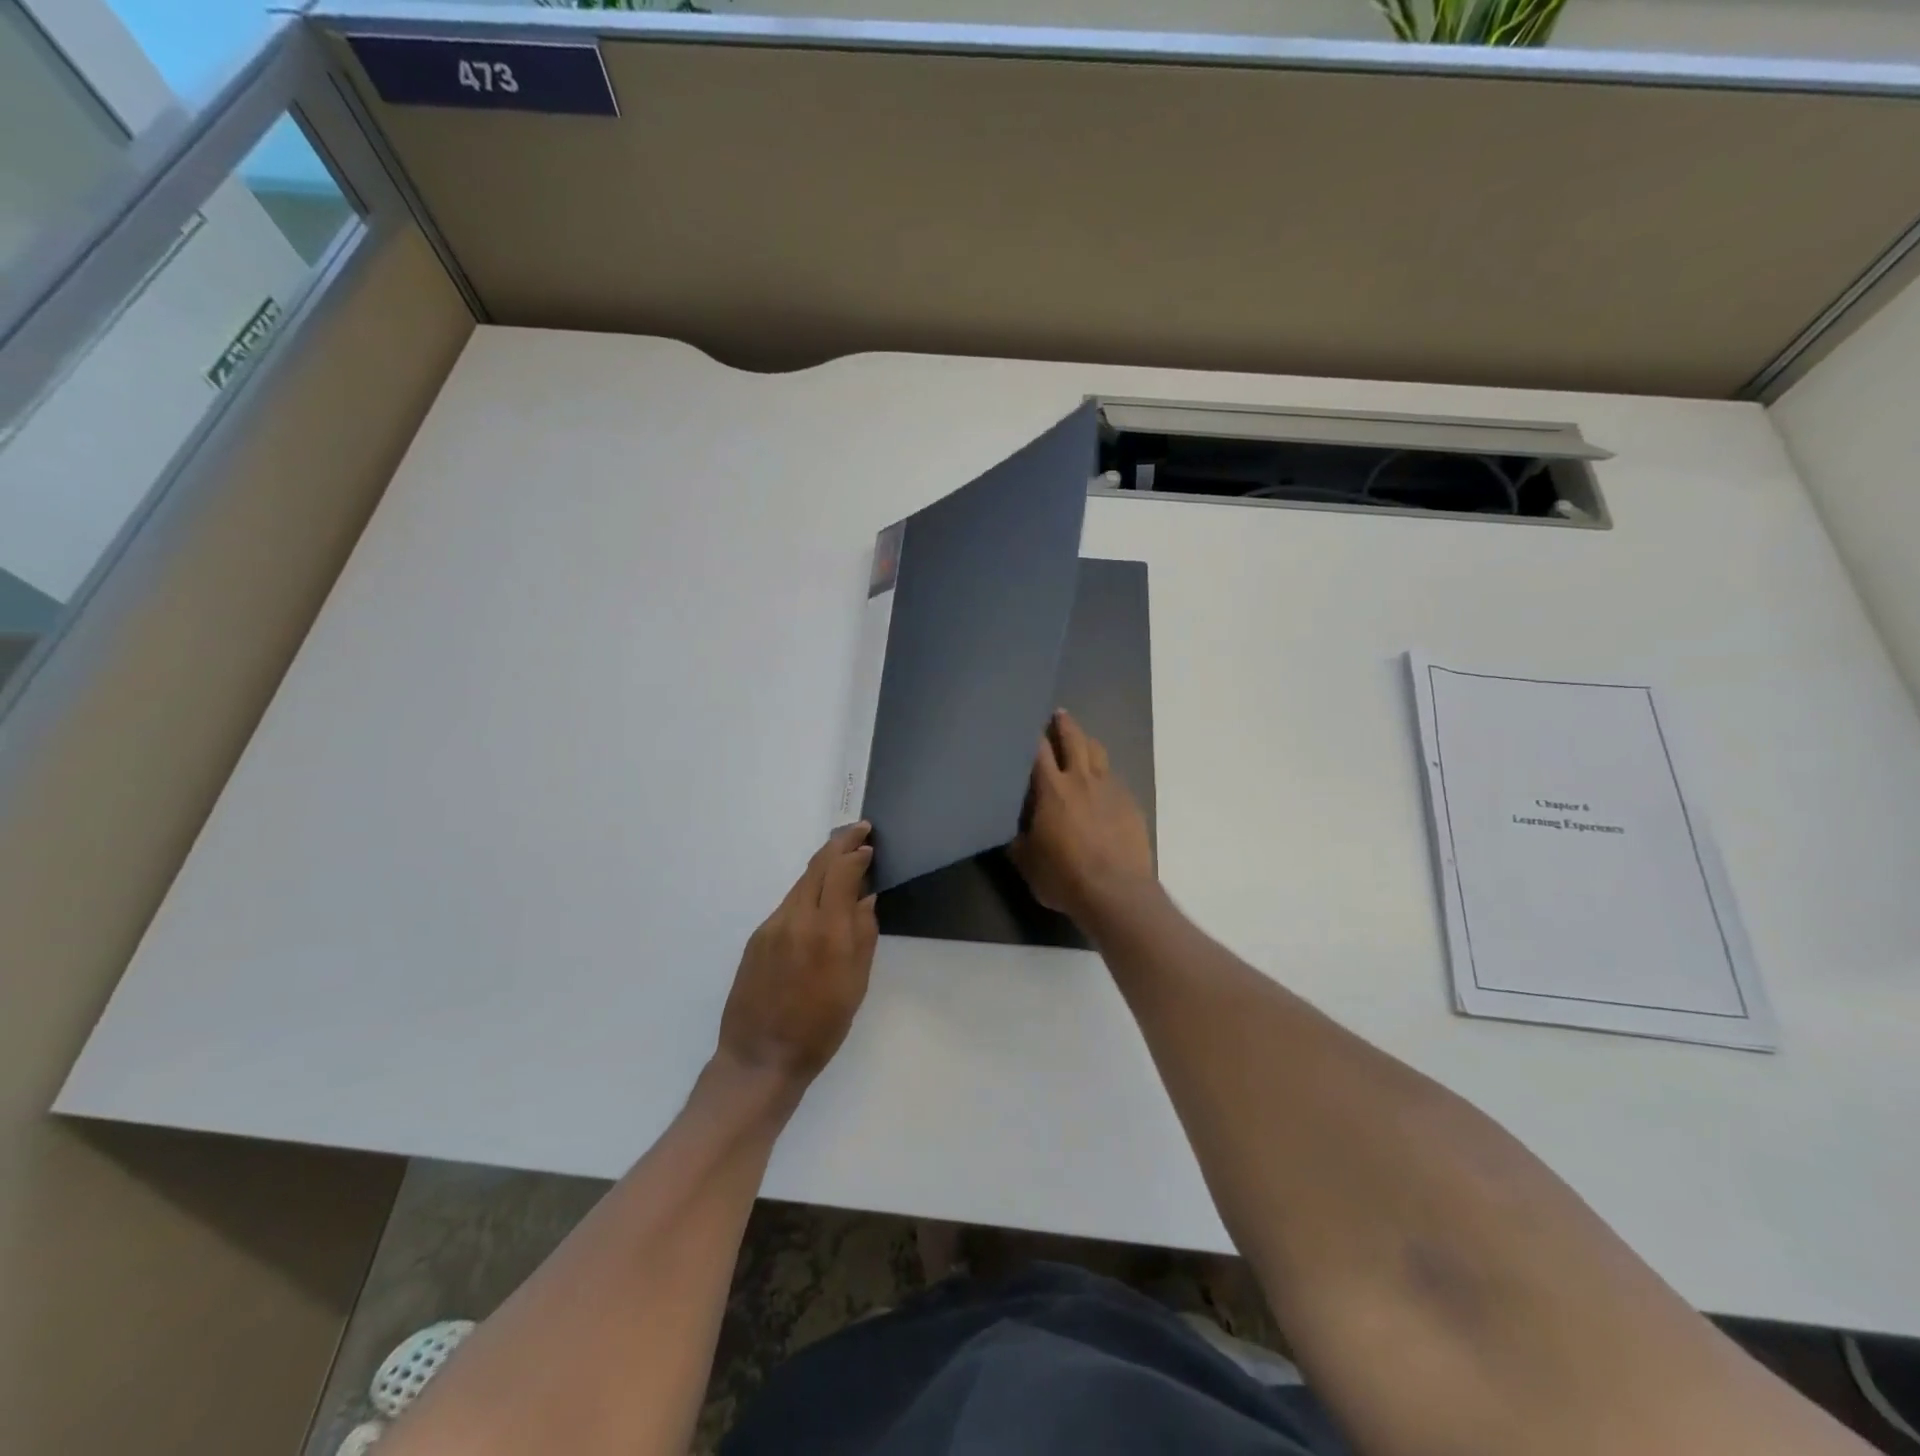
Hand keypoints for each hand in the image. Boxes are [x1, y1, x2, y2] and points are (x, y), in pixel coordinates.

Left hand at [716, 823, 879, 1093]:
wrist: (760, 1058)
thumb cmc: (820, 1028)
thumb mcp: (855, 985)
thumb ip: (863, 935)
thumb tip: (866, 899)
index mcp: (826, 931)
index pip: (841, 873)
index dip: (856, 854)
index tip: (869, 845)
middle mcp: (796, 919)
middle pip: (817, 867)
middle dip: (838, 844)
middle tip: (858, 830)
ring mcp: (772, 927)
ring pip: (801, 884)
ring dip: (822, 867)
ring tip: (842, 859)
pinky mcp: (757, 938)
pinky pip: (788, 904)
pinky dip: (807, 892)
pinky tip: (818, 900)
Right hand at [1010, 709, 1154, 924]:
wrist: (1116, 893)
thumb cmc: (1064, 877)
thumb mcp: (1026, 862)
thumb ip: (1017, 837)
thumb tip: (1011, 827)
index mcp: (1051, 789)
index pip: (1037, 750)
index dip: (1030, 733)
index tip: (1024, 723)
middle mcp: (1080, 779)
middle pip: (1073, 738)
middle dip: (1064, 724)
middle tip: (1058, 714)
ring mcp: (1110, 788)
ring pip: (1098, 752)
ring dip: (1087, 742)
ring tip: (1081, 741)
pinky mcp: (1130, 802)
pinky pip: (1114, 777)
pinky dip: (1103, 772)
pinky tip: (1101, 782)